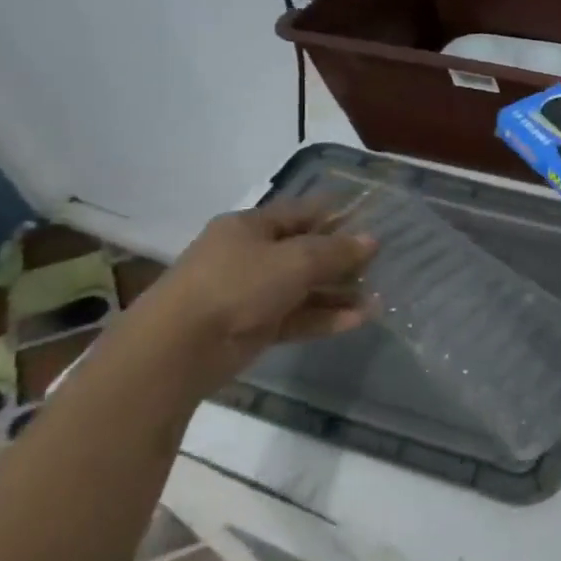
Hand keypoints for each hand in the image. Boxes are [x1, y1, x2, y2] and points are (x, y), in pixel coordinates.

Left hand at [129, 199, 376, 386]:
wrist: (179, 348)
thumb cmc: (237, 285)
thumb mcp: (295, 260)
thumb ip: (336, 251)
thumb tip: (371, 240)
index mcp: (250, 227)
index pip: (300, 212)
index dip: (334, 214)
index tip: (369, 218)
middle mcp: (249, 256)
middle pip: (304, 251)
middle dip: (342, 257)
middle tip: (380, 262)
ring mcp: (250, 293)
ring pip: (303, 287)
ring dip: (339, 292)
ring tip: (378, 296)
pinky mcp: (254, 327)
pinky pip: (297, 317)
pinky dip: (326, 317)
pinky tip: (360, 319)